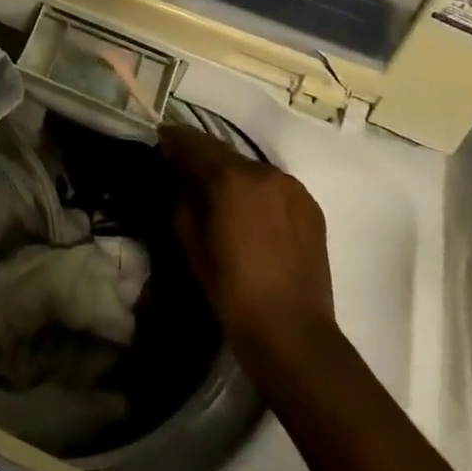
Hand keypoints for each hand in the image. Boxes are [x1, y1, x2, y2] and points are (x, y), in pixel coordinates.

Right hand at [159, 124, 336, 356]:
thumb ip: (183, 196)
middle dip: (201, 158)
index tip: (161, 144)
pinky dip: (256, 191)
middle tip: (185, 173)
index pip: (192, 141)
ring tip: (220, 198)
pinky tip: (251, 216)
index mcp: (230, 178)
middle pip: (222, 151)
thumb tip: (182, 176)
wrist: (291, 331)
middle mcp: (263, 171)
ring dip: (231, 175)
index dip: (172, 139)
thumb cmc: (230, 288)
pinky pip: (273, 186)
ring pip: (249, 168)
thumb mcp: (188, 239)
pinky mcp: (310, 205)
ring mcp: (292, 186)